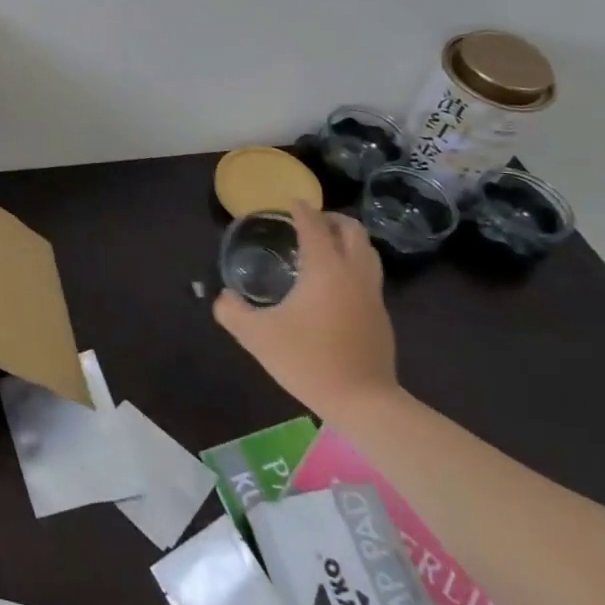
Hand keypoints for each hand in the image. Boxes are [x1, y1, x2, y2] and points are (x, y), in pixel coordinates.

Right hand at [213, 201, 398, 421]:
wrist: (364, 402)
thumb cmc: (308, 360)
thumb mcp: (257, 337)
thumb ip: (232, 312)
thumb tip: (223, 298)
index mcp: (325, 269)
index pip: (315, 226)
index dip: (302, 210)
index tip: (290, 202)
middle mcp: (353, 274)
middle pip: (353, 231)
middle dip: (332, 219)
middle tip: (311, 222)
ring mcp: (372, 295)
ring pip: (367, 253)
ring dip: (348, 241)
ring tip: (326, 247)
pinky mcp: (381, 317)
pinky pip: (369, 277)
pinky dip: (353, 266)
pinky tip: (335, 286)